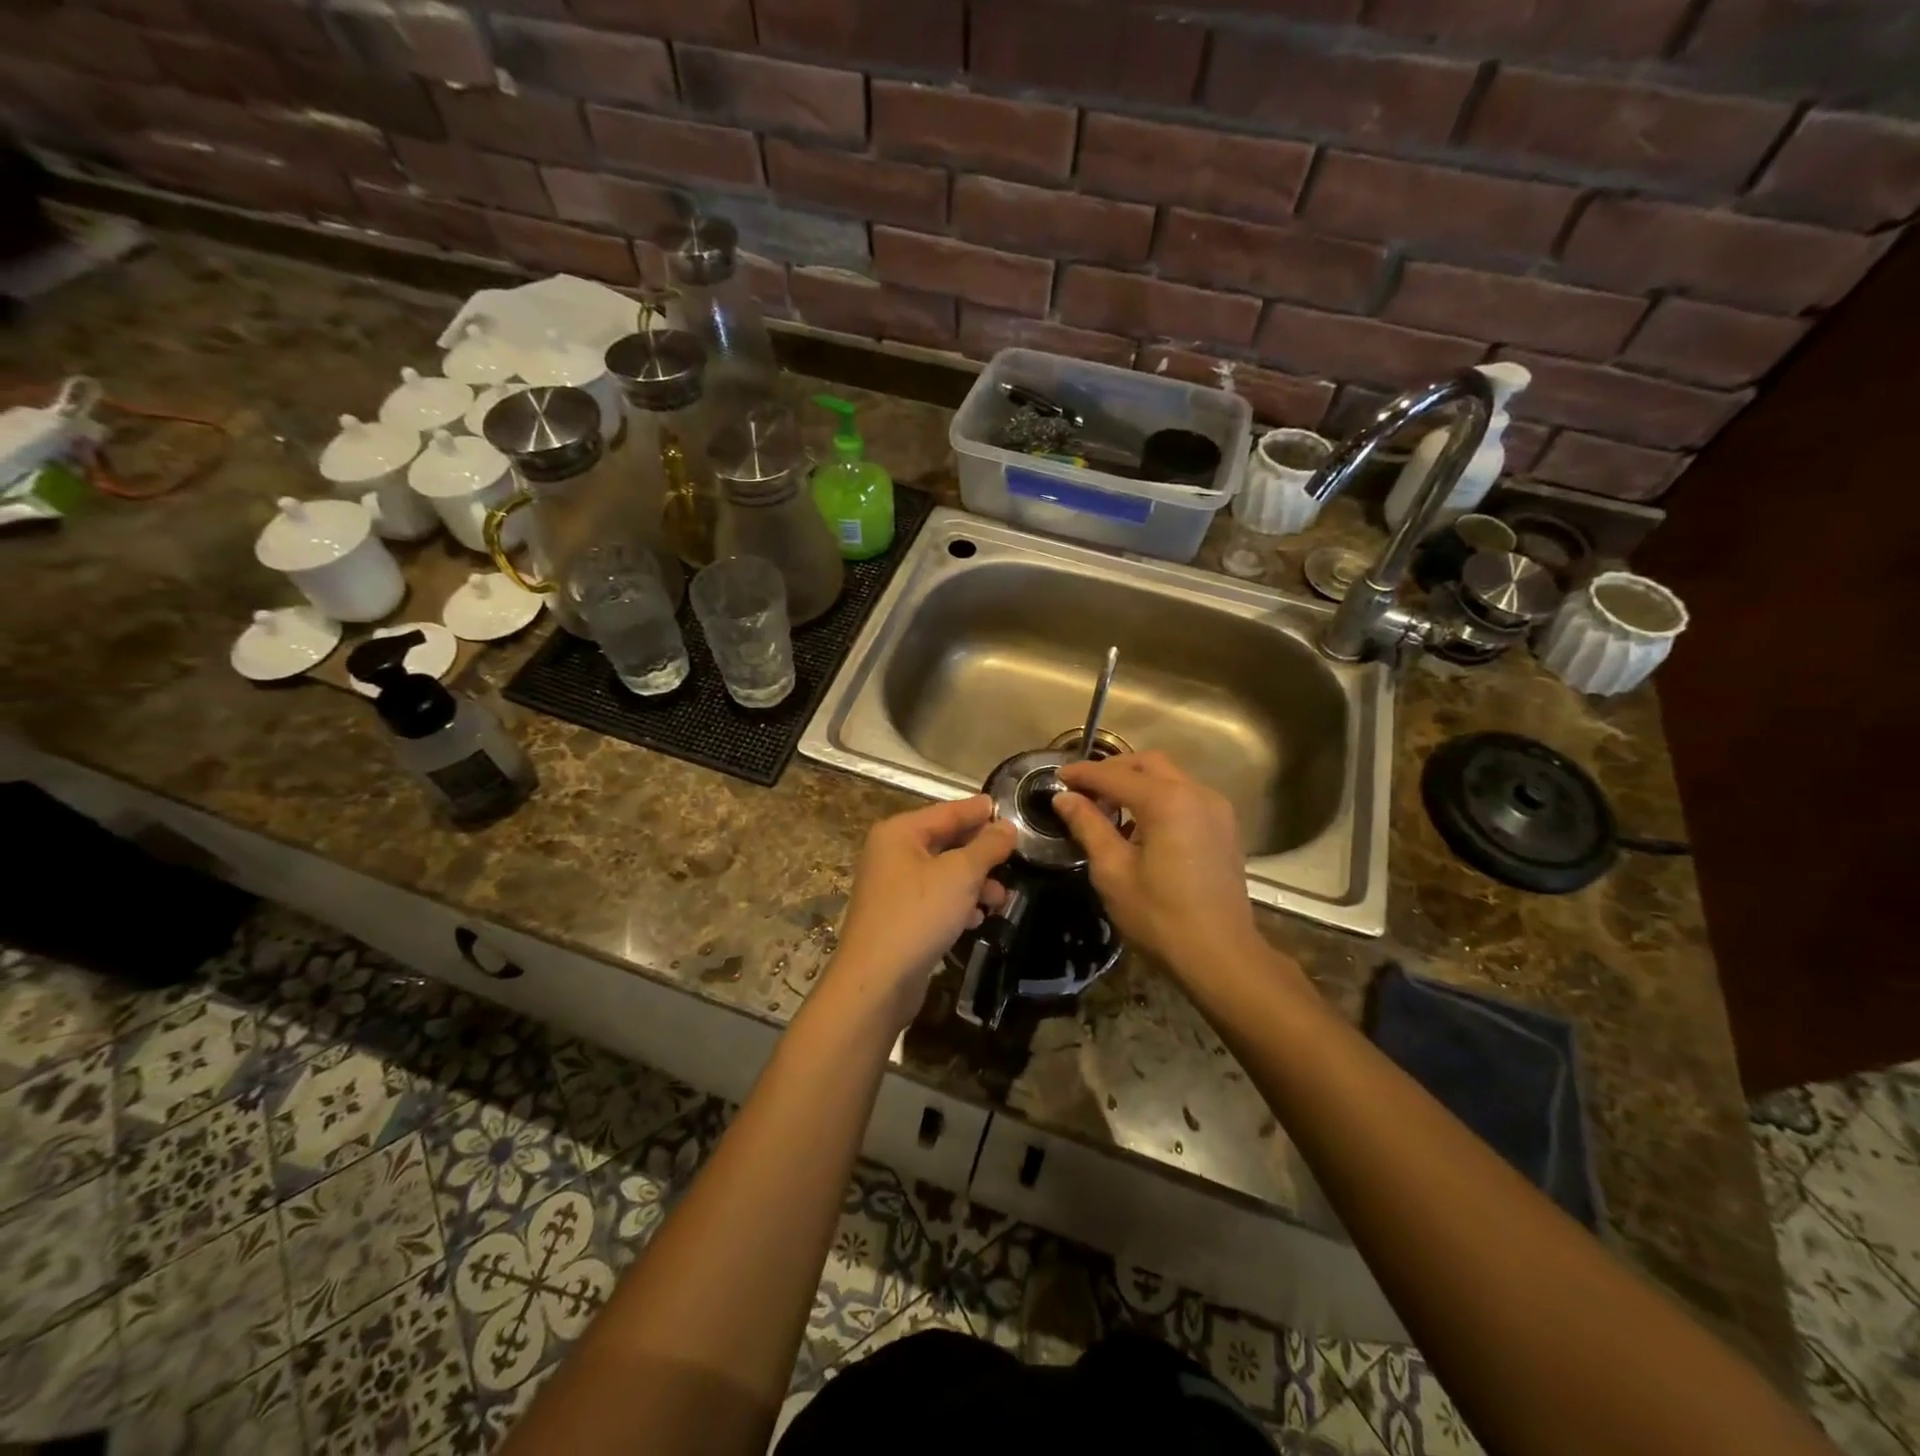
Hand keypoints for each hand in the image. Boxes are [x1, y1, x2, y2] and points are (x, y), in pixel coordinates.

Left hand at [833, 796, 1015, 1026]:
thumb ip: (987, 846)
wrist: (877, 980)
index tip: (1012, 810)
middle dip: (982, 853)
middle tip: (1015, 858)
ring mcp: (894, 887)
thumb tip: (1006, 827)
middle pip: (946, 841)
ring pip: (944, 873)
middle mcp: (893, 853)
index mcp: (900, 833)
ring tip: (1001, 898)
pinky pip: (936, 899)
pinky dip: (959, 904)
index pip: (948, 811)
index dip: (980, 811)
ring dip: (975, 882)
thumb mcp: (960, 874)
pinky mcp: (900, 917)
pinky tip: (978, 919)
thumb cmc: (918, 915)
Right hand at [1053, 752, 1259, 976]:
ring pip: (1170, 776)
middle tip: (1083, 790)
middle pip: (1148, 764)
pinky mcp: (1224, 827)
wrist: (1221, 955)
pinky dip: (1159, 797)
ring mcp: (1216, 808)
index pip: (1114, 775)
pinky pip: (1186, 795)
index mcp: (1166, 800)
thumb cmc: (1159, 916)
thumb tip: (1064, 798)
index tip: (1057, 777)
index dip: (1083, 773)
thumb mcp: (1113, 871)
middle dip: (1113, 770)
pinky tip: (1141, 824)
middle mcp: (1196, 792)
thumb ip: (1088, 825)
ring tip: (1109, 806)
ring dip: (1137, 782)